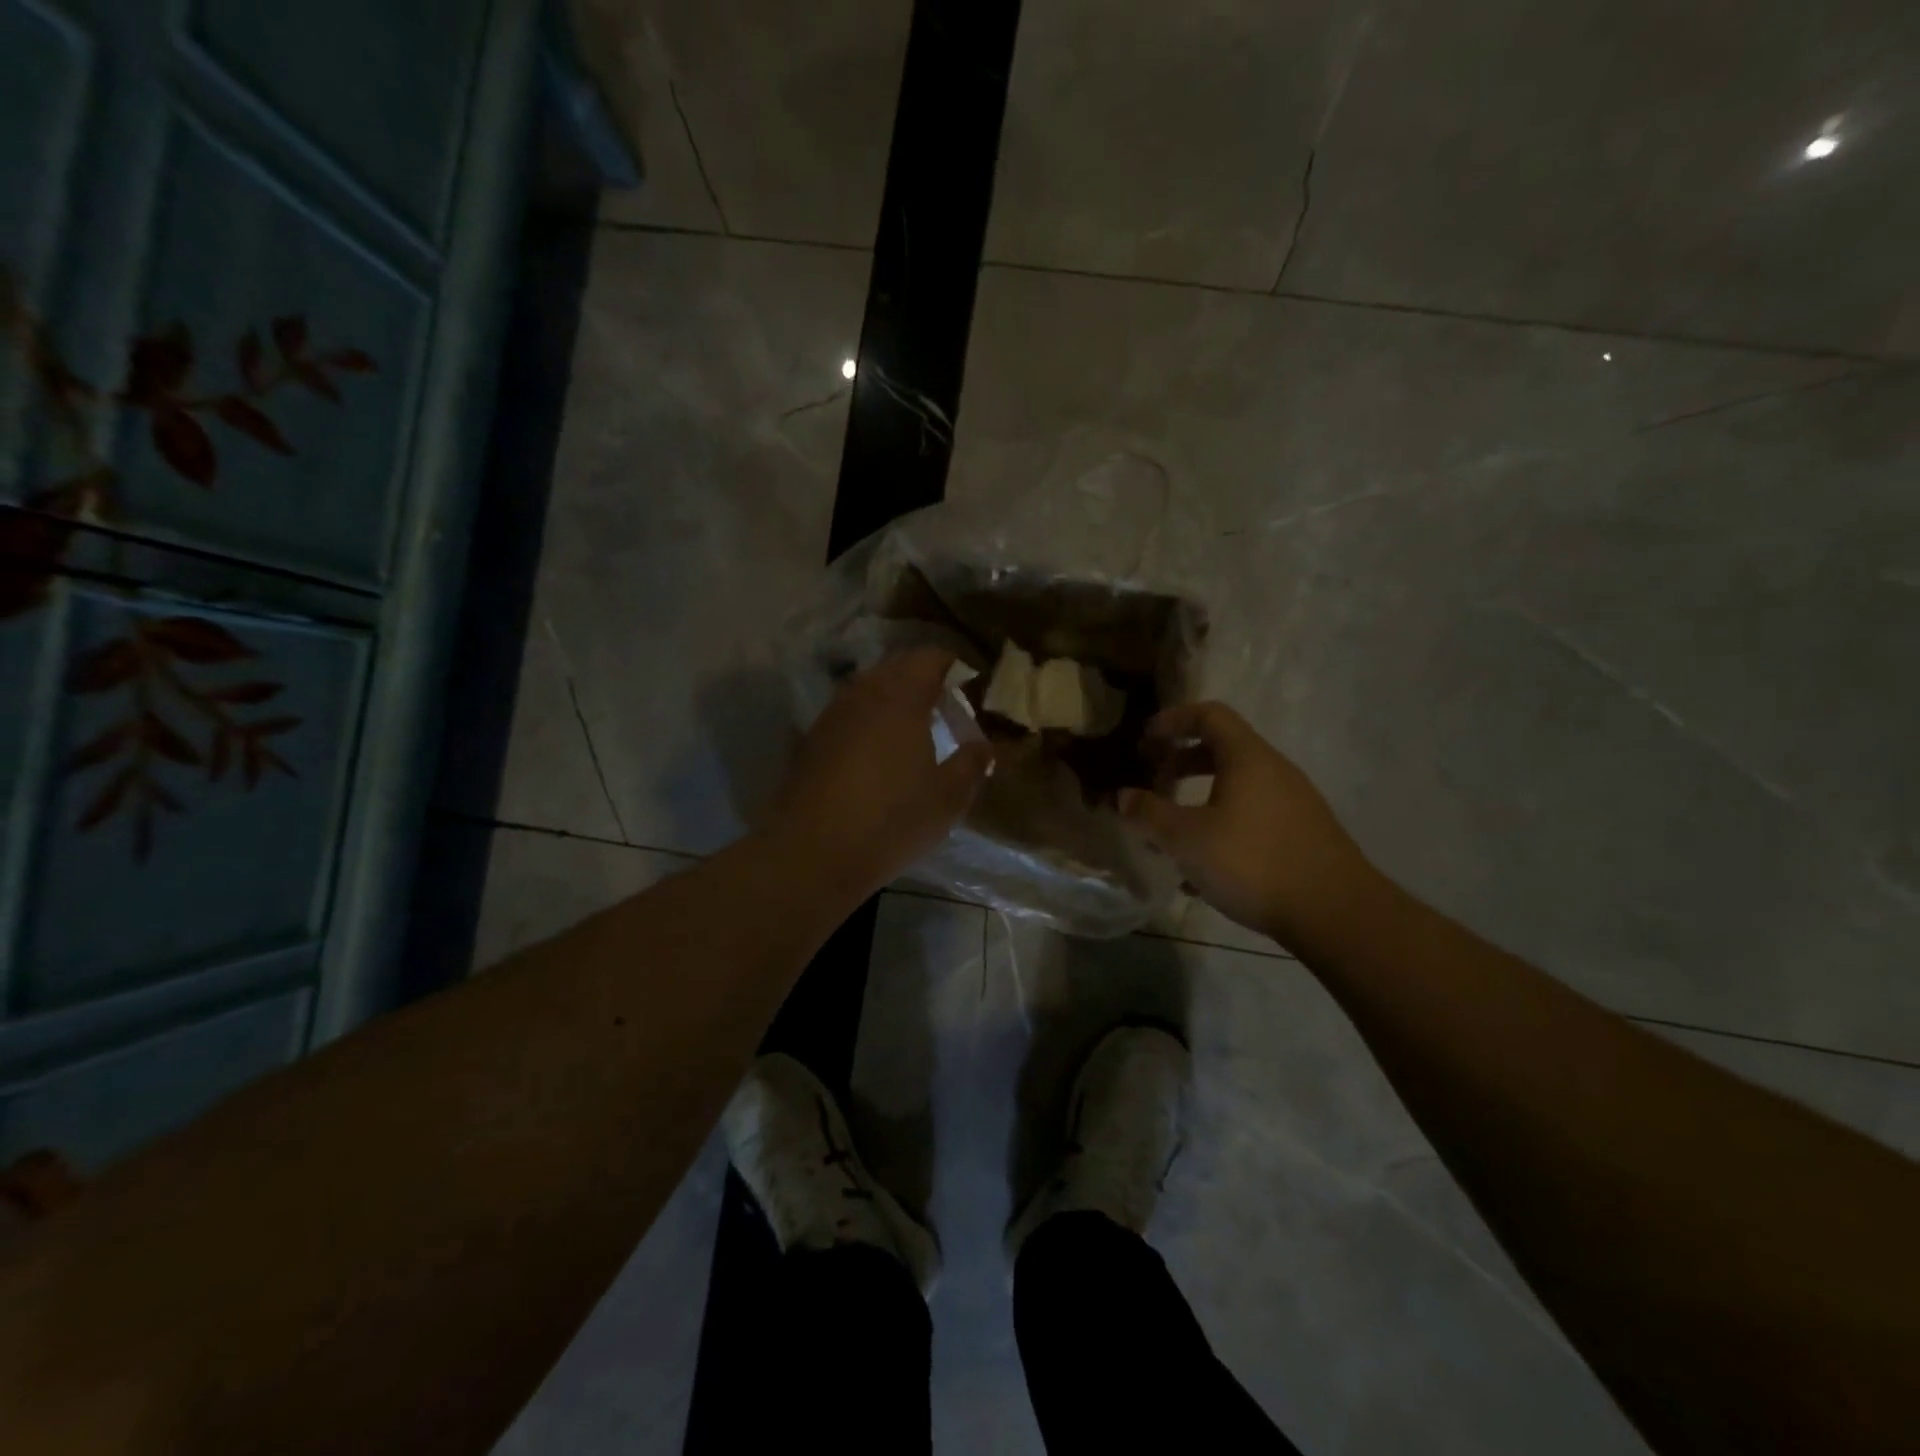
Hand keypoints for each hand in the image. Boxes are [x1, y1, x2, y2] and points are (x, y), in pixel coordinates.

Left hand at [769, 648, 993, 897]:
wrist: (811, 852)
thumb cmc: (890, 820)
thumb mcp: (947, 798)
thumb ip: (972, 764)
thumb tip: (984, 746)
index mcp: (901, 697)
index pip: (930, 657)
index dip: (953, 666)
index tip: (971, 687)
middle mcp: (863, 693)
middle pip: (897, 667)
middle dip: (924, 680)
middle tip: (946, 709)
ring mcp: (832, 715)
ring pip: (869, 689)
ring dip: (894, 700)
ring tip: (914, 731)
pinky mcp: (811, 740)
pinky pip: (849, 714)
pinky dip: (869, 721)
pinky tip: (878, 755)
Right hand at [1119, 702, 1381, 949]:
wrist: (1335, 912)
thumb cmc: (1252, 862)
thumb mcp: (1186, 839)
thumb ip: (1149, 814)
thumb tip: (1122, 796)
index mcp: (1247, 757)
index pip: (1209, 714)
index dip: (1173, 720)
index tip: (1144, 740)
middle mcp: (1274, 771)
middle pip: (1222, 750)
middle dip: (1181, 763)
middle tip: (1152, 784)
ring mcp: (1294, 803)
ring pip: (1236, 788)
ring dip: (1199, 799)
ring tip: (1173, 832)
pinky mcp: (1303, 834)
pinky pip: (1252, 815)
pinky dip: (1222, 825)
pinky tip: (1205, 867)